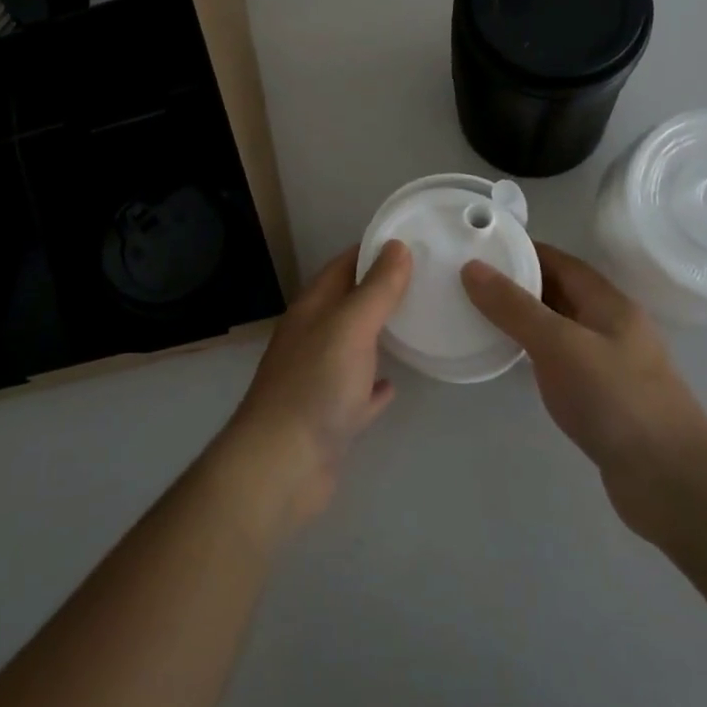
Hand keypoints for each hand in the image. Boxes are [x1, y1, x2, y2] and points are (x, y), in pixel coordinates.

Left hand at [217, 242, 411, 533]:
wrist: (282, 464)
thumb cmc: (316, 384)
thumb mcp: (350, 326)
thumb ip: (375, 288)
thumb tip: (396, 245)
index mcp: (312, 309)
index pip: (342, 266)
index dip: (372, 251)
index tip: (410, 242)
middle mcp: (312, 338)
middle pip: (348, 304)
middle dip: (380, 291)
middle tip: (424, 281)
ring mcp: (318, 379)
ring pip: (353, 346)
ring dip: (378, 335)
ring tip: (416, 324)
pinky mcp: (329, 417)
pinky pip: (356, 392)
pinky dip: (374, 385)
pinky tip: (394, 384)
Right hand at [462, 242, 706, 546]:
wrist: (673, 482)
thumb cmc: (616, 400)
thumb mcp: (559, 344)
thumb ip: (514, 307)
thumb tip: (472, 268)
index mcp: (609, 303)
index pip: (559, 261)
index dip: (520, 250)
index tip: (478, 246)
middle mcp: (612, 326)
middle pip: (559, 292)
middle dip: (517, 283)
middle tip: (468, 281)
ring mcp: (610, 364)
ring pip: (559, 328)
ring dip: (523, 319)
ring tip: (478, 315)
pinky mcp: (604, 398)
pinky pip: (561, 361)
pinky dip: (534, 353)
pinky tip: (510, 361)